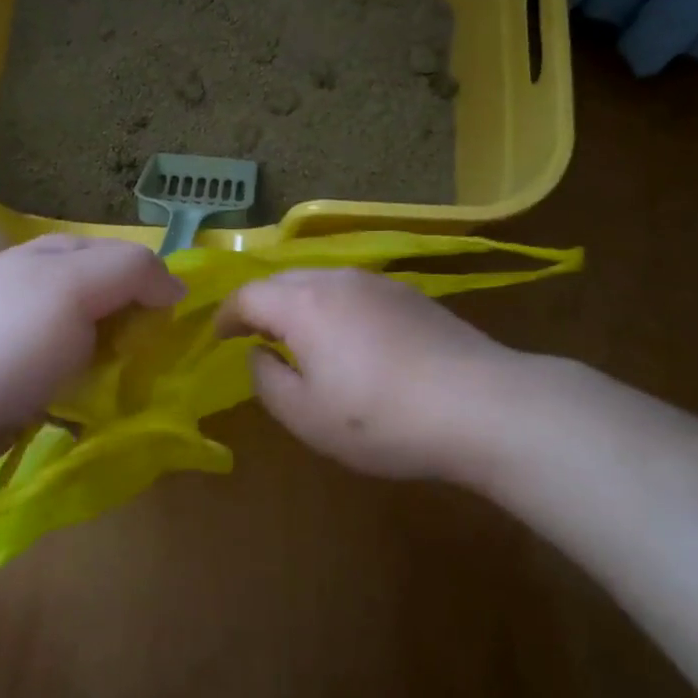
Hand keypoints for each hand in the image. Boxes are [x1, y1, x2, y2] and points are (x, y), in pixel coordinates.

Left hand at [0, 235, 183, 477]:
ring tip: (135, 396)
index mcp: (61, 255)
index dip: (159, 290)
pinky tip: (106, 412)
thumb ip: (131, 272)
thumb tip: (177, 287)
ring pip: (106, 345)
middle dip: (143, 334)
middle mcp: (53, 290)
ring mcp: (40, 337)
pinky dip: (99, 394)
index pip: (133, 260)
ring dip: (124, 369)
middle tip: (154, 368)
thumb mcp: (72, 289)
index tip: (173, 331)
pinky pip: (83, 380)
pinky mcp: (33, 380)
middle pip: (122, 304)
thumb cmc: (4, 341)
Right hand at [214, 267, 517, 481]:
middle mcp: (336, 279)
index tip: (217, 337)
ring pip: (321, 282)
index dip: (226, 315)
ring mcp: (378, 283)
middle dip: (261, 305)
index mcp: (302, 304)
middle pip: (283, 281)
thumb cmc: (380, 417)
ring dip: (299, 304)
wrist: (480, 404)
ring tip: (298, 336)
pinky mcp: (411, 295)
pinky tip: (349, 338)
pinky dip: (334, 308)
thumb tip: (258, 354)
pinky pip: (354, 292)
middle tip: (252, 335)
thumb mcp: (306, 416)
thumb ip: (267, 381)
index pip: (248, 295)